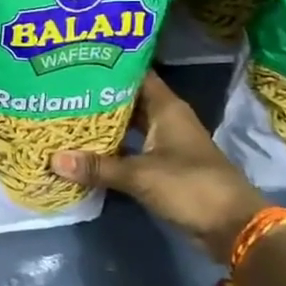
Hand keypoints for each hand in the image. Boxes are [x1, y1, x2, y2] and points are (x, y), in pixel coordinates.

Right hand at [51, 71, 265, 265]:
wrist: (233, 227)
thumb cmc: (191, 186)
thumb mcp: (140, 175)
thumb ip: (97, 166)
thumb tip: (53, 159)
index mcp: (166, 108)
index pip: (134, 73)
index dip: (108, 65)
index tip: (77, 59)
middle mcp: (166, 119)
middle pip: (128, 99)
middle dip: (98, 95)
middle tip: (61, 88)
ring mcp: (165, 143)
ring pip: (129, 125)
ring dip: (103, 123)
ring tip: (66, 114)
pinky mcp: (163, 166)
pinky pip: (131, 148)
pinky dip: (111, 148)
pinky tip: (85, 148)